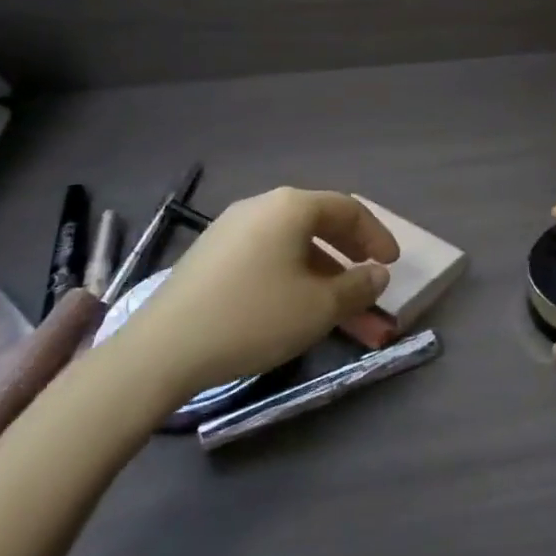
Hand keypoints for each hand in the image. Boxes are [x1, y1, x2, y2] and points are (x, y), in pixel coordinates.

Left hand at [113, 187, 399, 399]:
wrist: (163, 350)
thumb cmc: (254, 318)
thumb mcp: (319, 307)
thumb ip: (358, 286)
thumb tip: (377, 273)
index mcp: (291, 207)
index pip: (348, 208)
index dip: (376, 235)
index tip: (392, 263)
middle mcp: (261, 205)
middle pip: (318, 218)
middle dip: (350, 247)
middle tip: (368, 273)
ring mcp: (230, 227)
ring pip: (290, 238)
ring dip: (321, 264)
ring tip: (334, 297)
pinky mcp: (209, 253)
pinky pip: (265, 251)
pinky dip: (291, 269)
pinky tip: (291, 300)